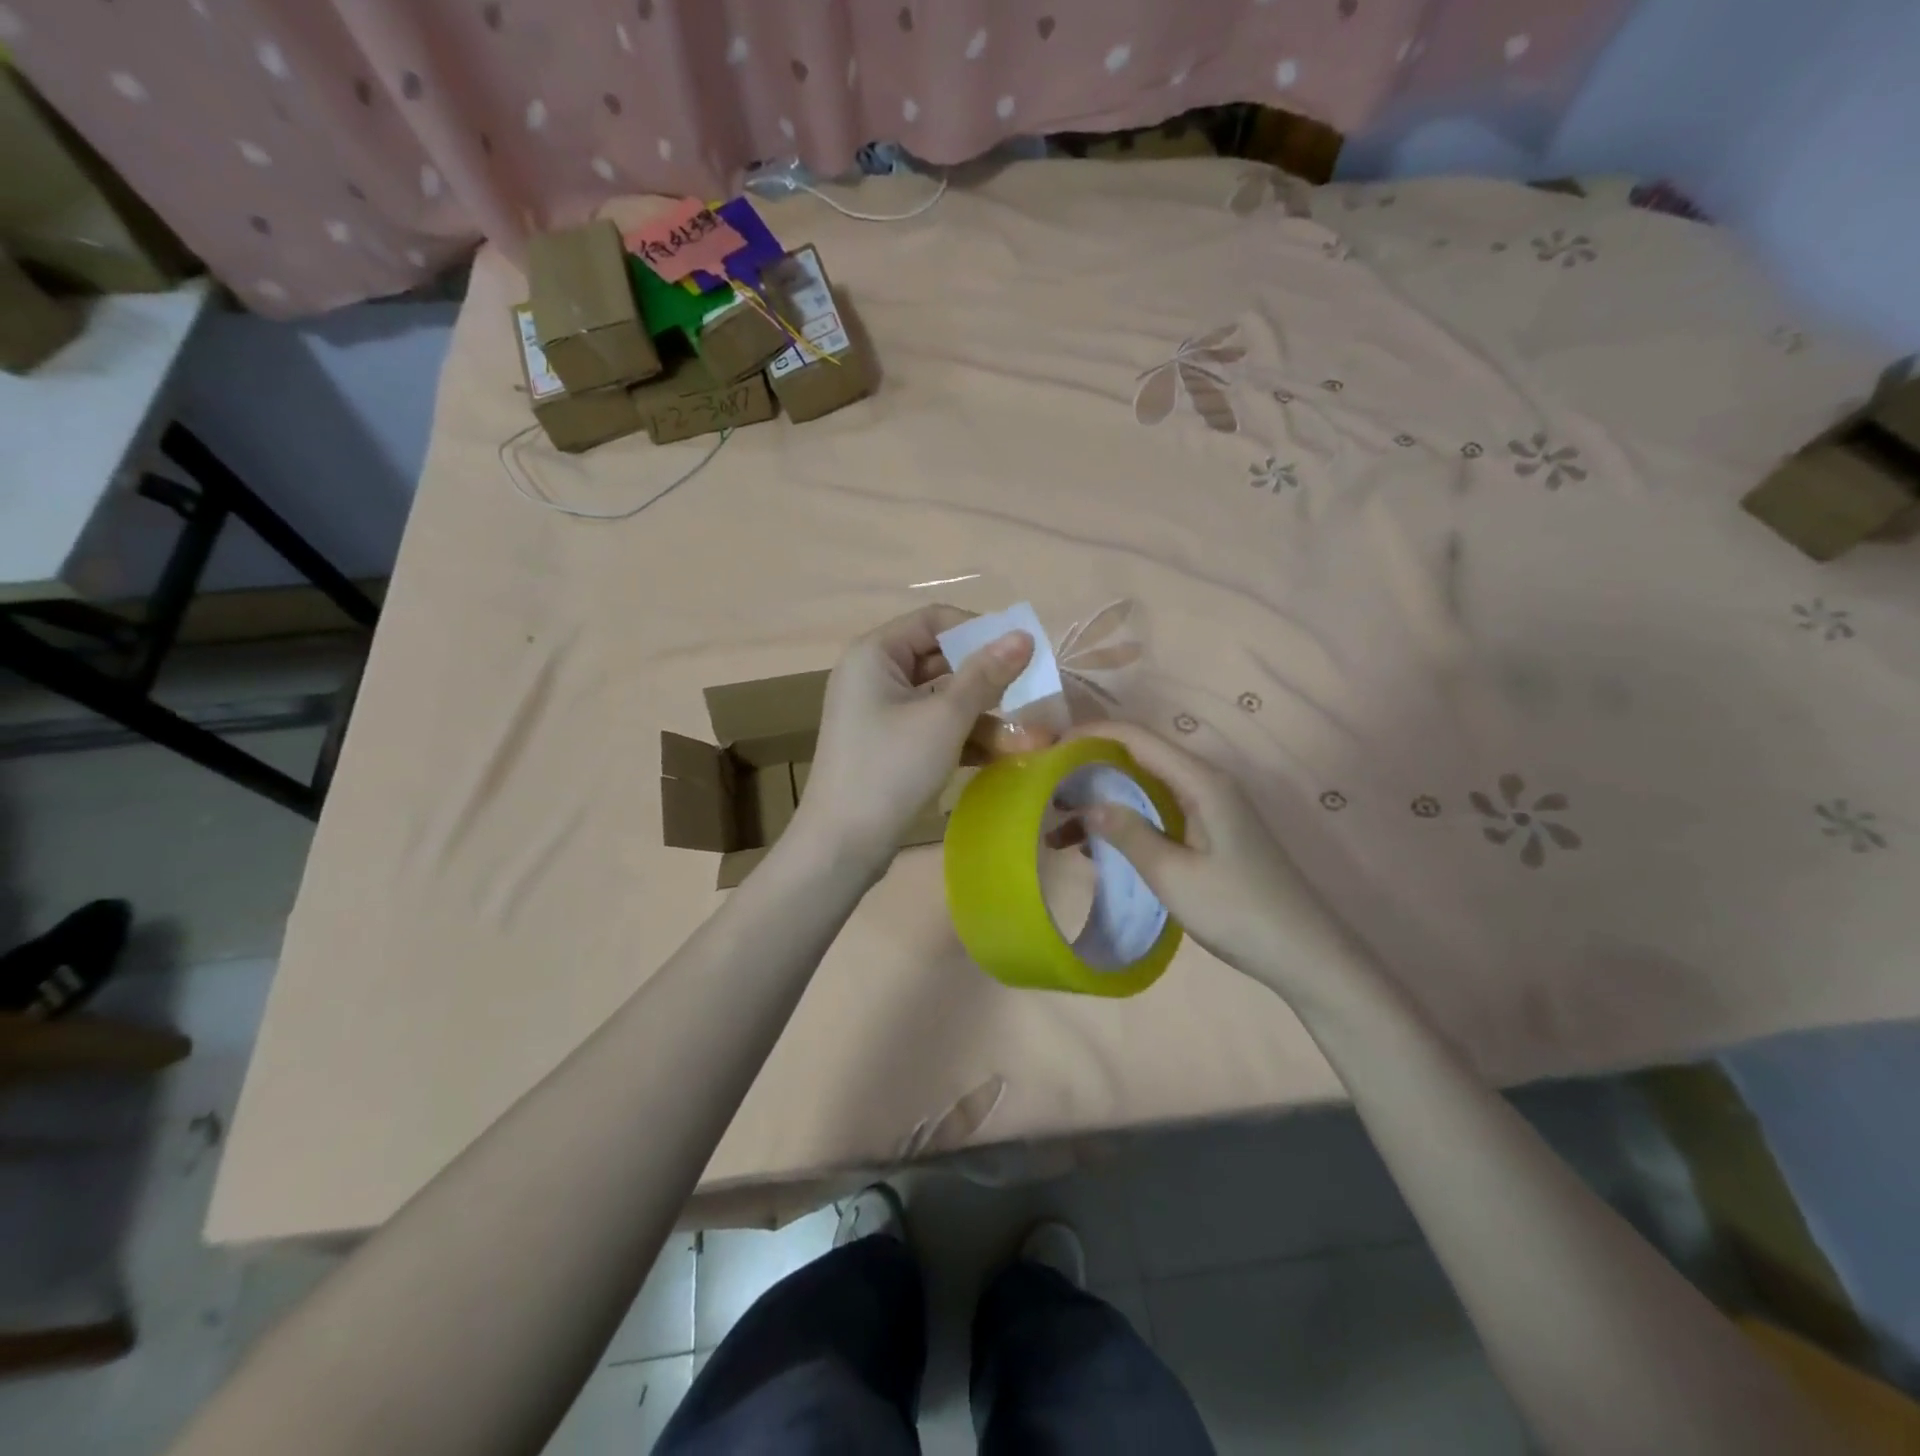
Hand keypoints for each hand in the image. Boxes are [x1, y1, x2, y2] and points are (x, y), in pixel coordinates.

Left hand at [795, 606, 1050, 871]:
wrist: (842, 845)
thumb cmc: (890, 770)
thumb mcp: (944, 718)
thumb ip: (985, 675)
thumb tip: (1022, 636)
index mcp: (875, 654)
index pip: (934, 620)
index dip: (979, 631)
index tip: (1021, 652)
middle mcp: (874, 675)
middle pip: (941, 660)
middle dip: (988, 681)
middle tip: (1032, 693)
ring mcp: (880, 712)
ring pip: (942, 699)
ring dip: (983, 715)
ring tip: (1031, 738)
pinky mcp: (889, 745)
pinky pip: (933, 727)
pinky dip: (964, 737)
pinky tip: (1003, 755)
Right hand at [1059, 722, 1366, 1000]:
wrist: (1304, 953)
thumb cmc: (1238, 911)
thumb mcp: (1173, 875)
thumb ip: (1128, 833)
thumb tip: (1087, 803)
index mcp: (1201, 781)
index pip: (1136, 738)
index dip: (1090, 735)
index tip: (1048, 749)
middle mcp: (1205, 783)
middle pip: (1138, 758)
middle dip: (1089, 769)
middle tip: (1045, 791)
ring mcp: (1209, 807)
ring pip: (1144, 788)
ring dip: (1104, 801)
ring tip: (1058, 826)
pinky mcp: (1209, 831)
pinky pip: (1157, 812)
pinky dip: (1125, 822)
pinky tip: (1095, 847)